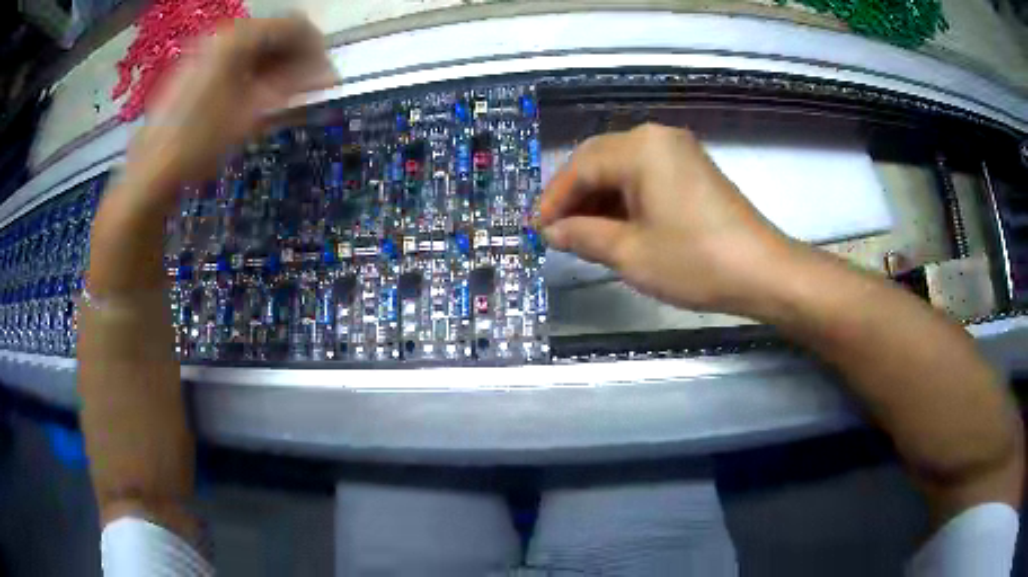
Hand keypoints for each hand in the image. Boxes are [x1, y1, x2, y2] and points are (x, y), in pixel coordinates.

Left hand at [124, 15, 337, 203]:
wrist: (151, 170)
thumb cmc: (199, 142)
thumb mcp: (250, 114)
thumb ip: (291, 85)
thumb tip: (329, 74)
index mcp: (238, 39)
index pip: (294, 26)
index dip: (315, 49)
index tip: (324, 77)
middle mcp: (224, 35)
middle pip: (274, 33)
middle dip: (295, 58)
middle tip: (306, 90)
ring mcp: (208, 50)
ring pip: (256, 47)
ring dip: (275, 66)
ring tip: (282, 97)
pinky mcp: (197, 67)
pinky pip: (237, 59)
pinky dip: (253, 72)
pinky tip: (255, 97)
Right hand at [539, 123, 795, 314]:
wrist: (762, 271)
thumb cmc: (694, 261)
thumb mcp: (629, 253)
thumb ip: (583, 236)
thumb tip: (552, 231)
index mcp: (639, 148)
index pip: (580, 167)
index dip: (553, 200)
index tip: (536, 229)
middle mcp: (657, 137)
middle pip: (599, 160)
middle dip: (574, 196)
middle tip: (555, 231)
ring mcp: (678, 150)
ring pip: (622, 168)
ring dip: (598, 198)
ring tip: (582, 233)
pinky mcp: (692, 168)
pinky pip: (645, 175)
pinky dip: (625, 198)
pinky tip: (616, 224)